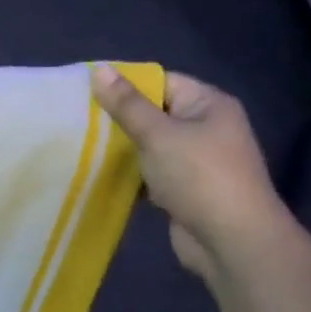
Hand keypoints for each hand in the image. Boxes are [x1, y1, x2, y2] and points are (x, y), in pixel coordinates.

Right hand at [92, 66, 287, 280]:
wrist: (233, 243)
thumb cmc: (198, 177)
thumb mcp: (157, 134)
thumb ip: (126, 104)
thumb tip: (99, 69)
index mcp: (208, 104)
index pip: (161, 81)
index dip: (125, 84)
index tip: (86, 91)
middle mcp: (206, 127)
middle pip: (154, 112)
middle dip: (119, 117)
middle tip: (77, 118)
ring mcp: (196, 160)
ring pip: (150, 144)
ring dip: (122, 147)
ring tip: (81, 143)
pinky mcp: (184, 188)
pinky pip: (151, 171)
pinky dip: (130, 172)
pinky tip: (100, 172)